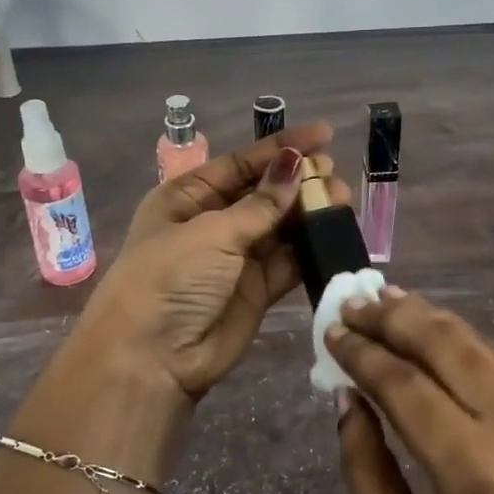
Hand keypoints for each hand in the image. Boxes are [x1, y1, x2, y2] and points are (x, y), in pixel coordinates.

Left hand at [75, 125, 350, 401]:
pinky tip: (335, 232)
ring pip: (280, 227)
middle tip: (333, 174)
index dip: (280, 148)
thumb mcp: (212, 232)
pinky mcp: (256, 290)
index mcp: (187, 197)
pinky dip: (310, 248)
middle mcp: (212, 223)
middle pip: (264, 193)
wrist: (152, 358)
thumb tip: (295, 165)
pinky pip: (288, 261)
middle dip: (298, 181)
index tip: (323, 135)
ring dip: (309, 213)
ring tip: (342, 199)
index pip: (241, 163)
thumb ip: (261, 204)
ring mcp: (235, 258)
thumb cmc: (170, 279)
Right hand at [327, 288, 493, 493]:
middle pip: (444, 342)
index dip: (361, 352)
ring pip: (478, 342)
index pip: (403, 384)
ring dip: (428, 317)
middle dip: (392, 315)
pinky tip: (436, 339)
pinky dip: (463, 346)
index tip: (332, 331)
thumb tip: (348, 400)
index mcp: (473, 472)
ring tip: (388, 301)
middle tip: (355, 301)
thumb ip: (367, 471)